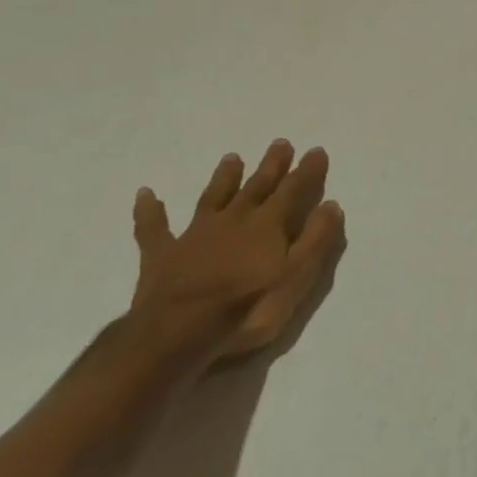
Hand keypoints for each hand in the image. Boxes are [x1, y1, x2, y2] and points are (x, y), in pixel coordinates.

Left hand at [129, 139, 346, 370]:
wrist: (178, 334)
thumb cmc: (248, 307)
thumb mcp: (296, 276)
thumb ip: (316, 239)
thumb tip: (331, 204)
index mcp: (268, 225)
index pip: (293, 190)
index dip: (307, 171)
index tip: (316, 151)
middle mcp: (234, 220)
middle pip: (256, 187)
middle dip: (271, 166)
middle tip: (280, 143)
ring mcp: (195, 235)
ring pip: (213, 198)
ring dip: (224, 178)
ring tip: (232, 157)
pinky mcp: (161, 255)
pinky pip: (154, 228)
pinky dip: (150, 211)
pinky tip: (145, 194)